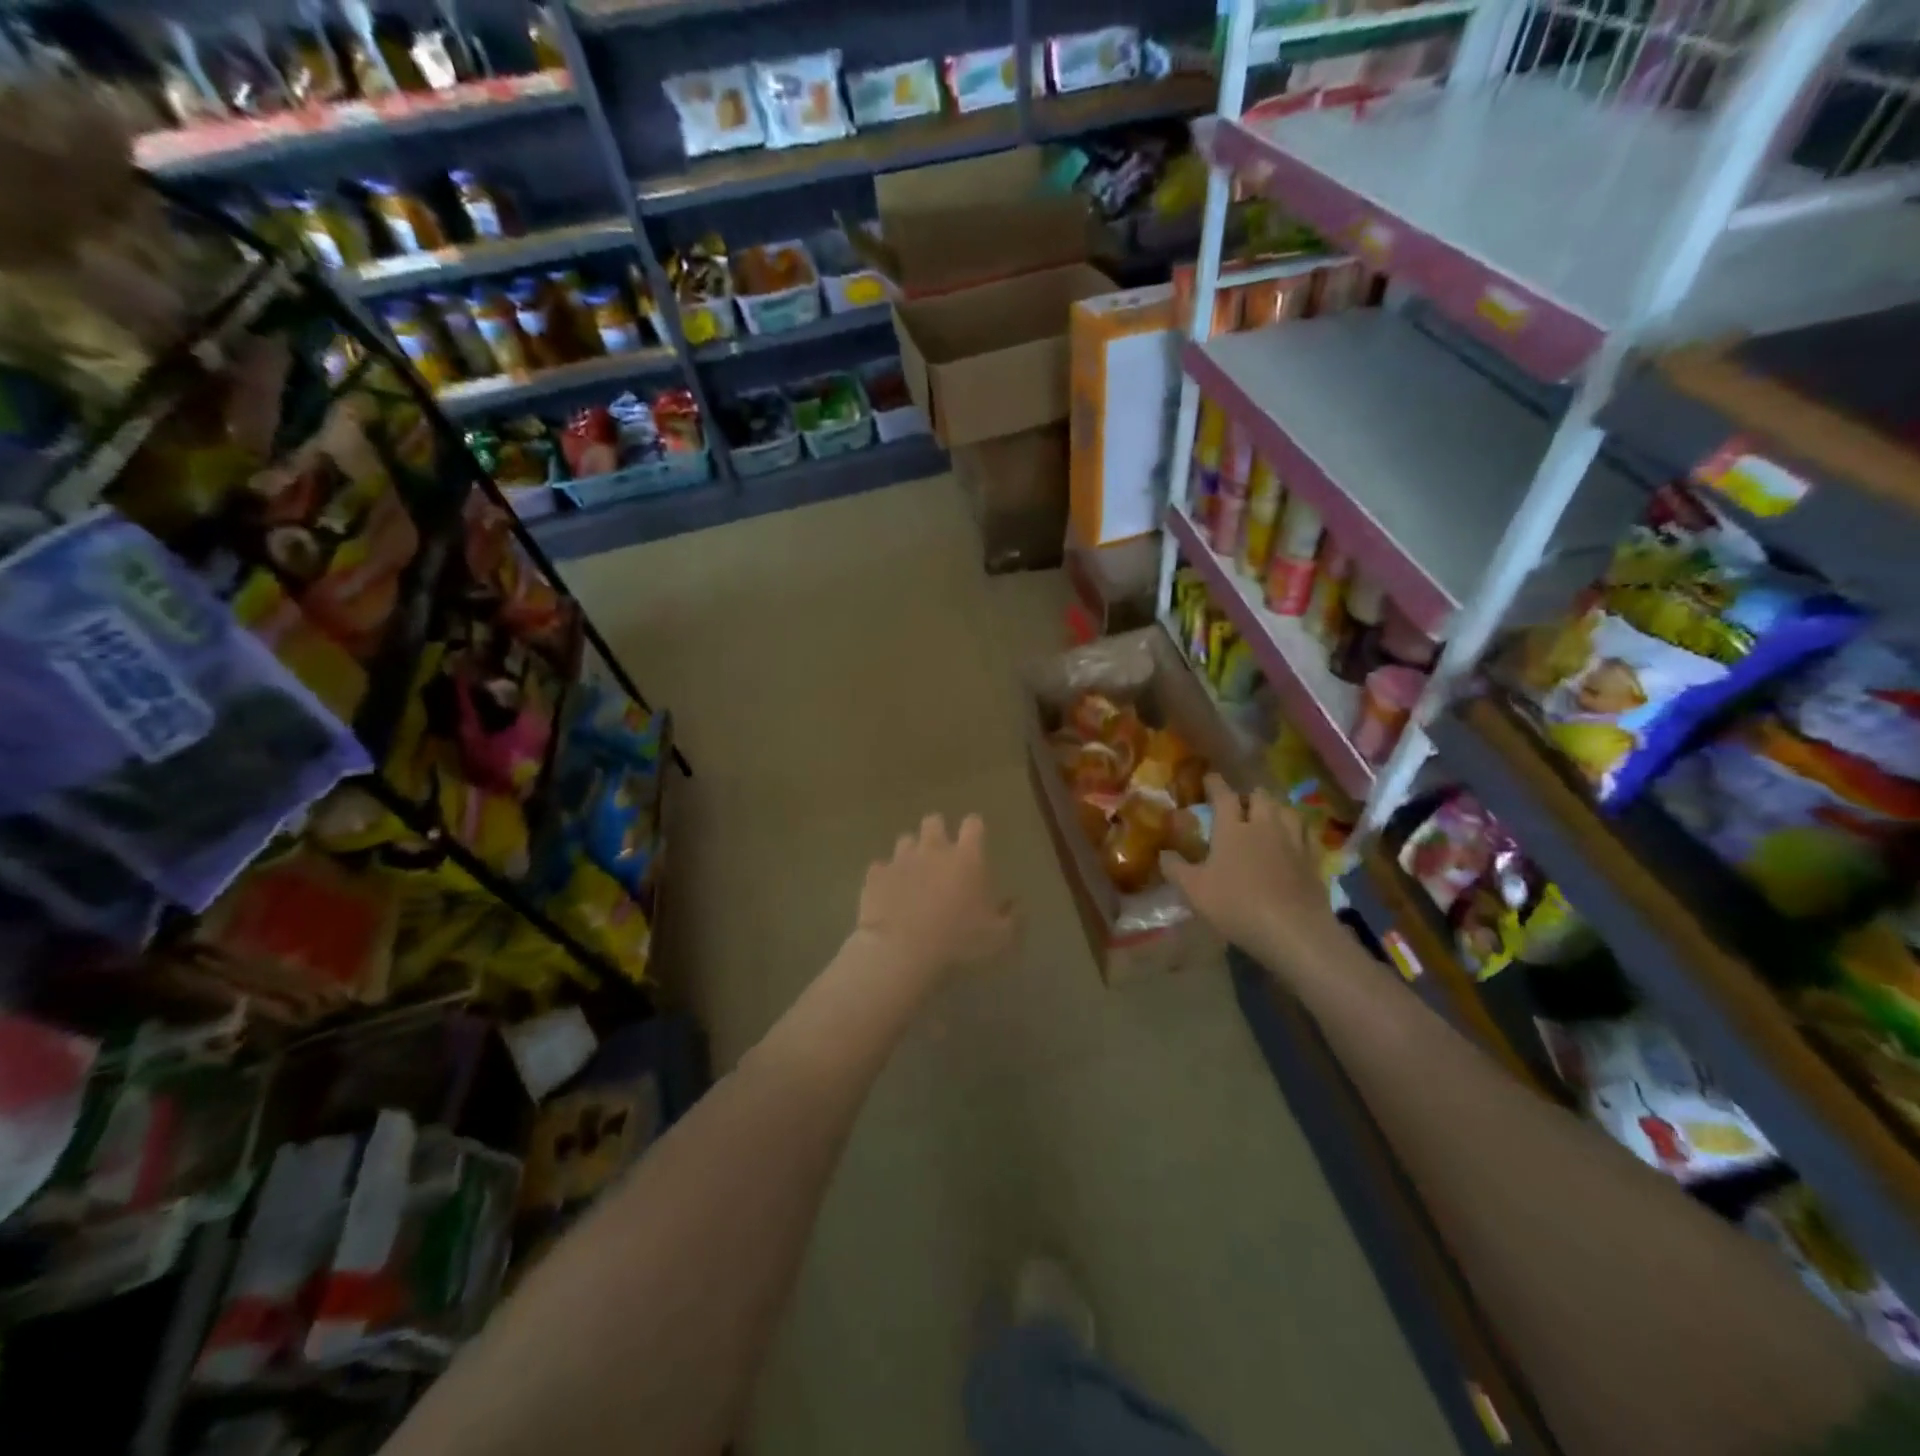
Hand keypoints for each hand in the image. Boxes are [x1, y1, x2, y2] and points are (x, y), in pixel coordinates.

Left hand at [854, 814, 1015, 978]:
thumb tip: (1016, 904)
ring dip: (911, 853)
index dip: (974, 829)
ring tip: (913, 874)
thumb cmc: (958, 942)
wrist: (901, 952)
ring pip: (905, 840)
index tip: (975, 839)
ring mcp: (901, 860)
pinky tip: (889, 893)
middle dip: (937, 832)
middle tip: (940, 855)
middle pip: (934, 821)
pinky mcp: (875, 876)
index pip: (973, 824)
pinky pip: (880, 867)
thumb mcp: (998, 938)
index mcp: (967, 858)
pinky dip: (886, 876)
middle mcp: (933, 849)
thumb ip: (1011, 918)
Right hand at [1161, 776, 1338, 971]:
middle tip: (1240, 804)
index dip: (1215, 783)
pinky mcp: (1313, 859)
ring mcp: (1293, 841)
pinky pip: (1307, 834)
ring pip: (1287, 810)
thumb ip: (1174, 868)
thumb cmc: (1236, 905)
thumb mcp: (1193, 890)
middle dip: (1249, 795)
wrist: (1293, 930)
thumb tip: (1162, 853)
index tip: (1209, 777)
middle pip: (1261, 796)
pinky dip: (1298, 831)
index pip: (1224, 795)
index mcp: (1233, 828)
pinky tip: (1295, 839)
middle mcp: (1264, 826)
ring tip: (1268, 816)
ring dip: (1276, 809)